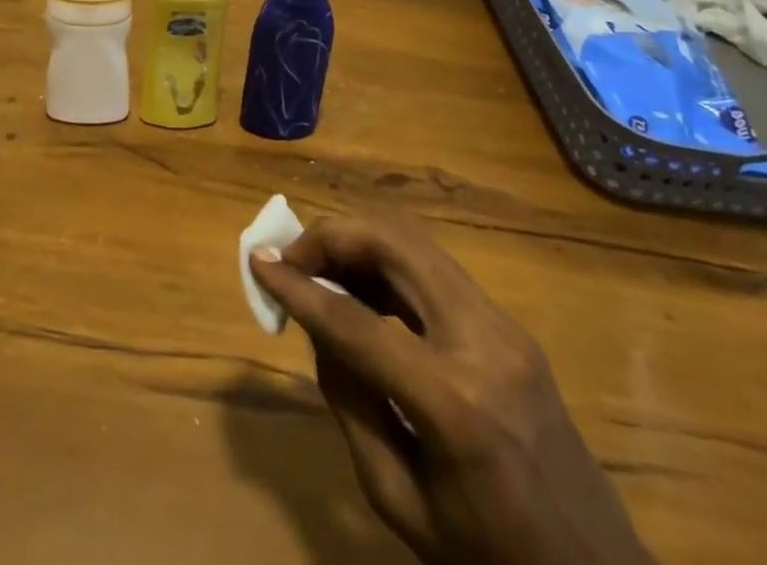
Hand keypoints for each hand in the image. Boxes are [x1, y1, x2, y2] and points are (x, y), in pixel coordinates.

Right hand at [250, 213, 653, 564]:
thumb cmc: (491, 563)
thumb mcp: (400, 503)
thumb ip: (350, 404)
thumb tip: (318, 324)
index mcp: (454, 405)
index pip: (354, 322)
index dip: (298, 286)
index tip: (257, 260)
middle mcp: (483, 343)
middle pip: (393, 245)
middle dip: (332, 235)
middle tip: (291, 256)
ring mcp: (504, 326)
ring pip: (415, 243)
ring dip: (359, 241)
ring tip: (320, 268)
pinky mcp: (510, 325)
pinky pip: (435, 270)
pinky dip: (388, 263)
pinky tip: (364, 289)